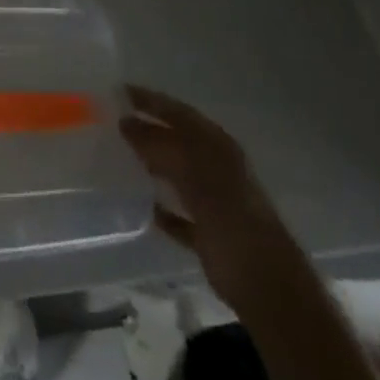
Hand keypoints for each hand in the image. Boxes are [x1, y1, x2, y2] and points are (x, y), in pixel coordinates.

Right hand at [119, 85, 303, 307]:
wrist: (267, 288)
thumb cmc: (230, 221)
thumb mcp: (192, 175)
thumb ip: (159, 146)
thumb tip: (126, 122)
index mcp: (218, 149)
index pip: (179, 113)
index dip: (151, 100)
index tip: (118, 91)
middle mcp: (219, 170)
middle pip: (178, 142)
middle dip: (149, 130)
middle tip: (112, 121)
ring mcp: (217, 204)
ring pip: (179, 175)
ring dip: (154, 165)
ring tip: (120, 156)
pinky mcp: (211, 236)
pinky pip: (181, 214)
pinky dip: (164, 209)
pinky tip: (144, 207)